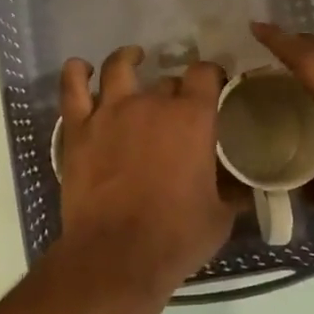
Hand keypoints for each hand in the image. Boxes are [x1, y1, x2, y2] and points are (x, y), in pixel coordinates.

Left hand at [57, 46, 235, 296]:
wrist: (117, 255)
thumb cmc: (176, 237)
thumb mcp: (221, 215)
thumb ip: (230, 189)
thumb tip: (241, 185)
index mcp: (192, 118)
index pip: (205, 74)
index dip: (211, 75)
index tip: (214, 84)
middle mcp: (152, 103)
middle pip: (166, 80)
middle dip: (175, 88)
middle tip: (177, 106)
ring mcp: (110, 112)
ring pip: (118, 68)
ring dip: (128, 59)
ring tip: (133, 58)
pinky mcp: (78, 128)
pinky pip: (71, 87)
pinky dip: (76, 72)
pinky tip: (81, 69)